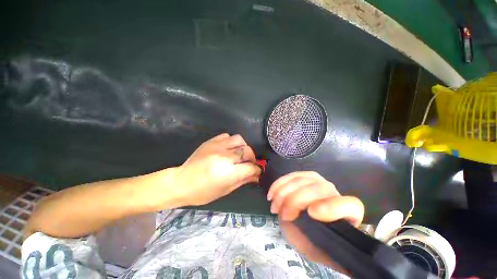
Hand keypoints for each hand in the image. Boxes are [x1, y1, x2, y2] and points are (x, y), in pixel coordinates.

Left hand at [174, 133, 260, 205]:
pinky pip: (226, 136)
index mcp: (228, 172)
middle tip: (249, 163)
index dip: (256, 170)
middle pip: (247, 151)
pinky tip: (229, 149)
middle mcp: (224, 156)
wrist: (180, 182)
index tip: (256, 172)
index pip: (250, 167)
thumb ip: (243, 180)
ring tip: (240, 154)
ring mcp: (217, 146)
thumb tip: (256, 176)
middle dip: (252, 158)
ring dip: (243, 147)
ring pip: (239, 139)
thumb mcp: (225, 190)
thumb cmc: (203, 192)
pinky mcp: (210, 141)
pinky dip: (231, 142)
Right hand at [267, 171, 363, 272]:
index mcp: (347, 215)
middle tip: (281, 214)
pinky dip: (279, 184)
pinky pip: (291, 176)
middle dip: (295, 200)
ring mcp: (319, 181)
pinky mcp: (305, 176)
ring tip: (274, 206)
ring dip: (283, 192)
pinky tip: (272, 193)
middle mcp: (335, 194)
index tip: (311, 213)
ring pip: (302, 180)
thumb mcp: (313, 247)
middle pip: (319, 189)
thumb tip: (293, 219)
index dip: (332, 207)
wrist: (313, 228)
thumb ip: (307, 236)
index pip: (349, 205)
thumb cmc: (316, 241)